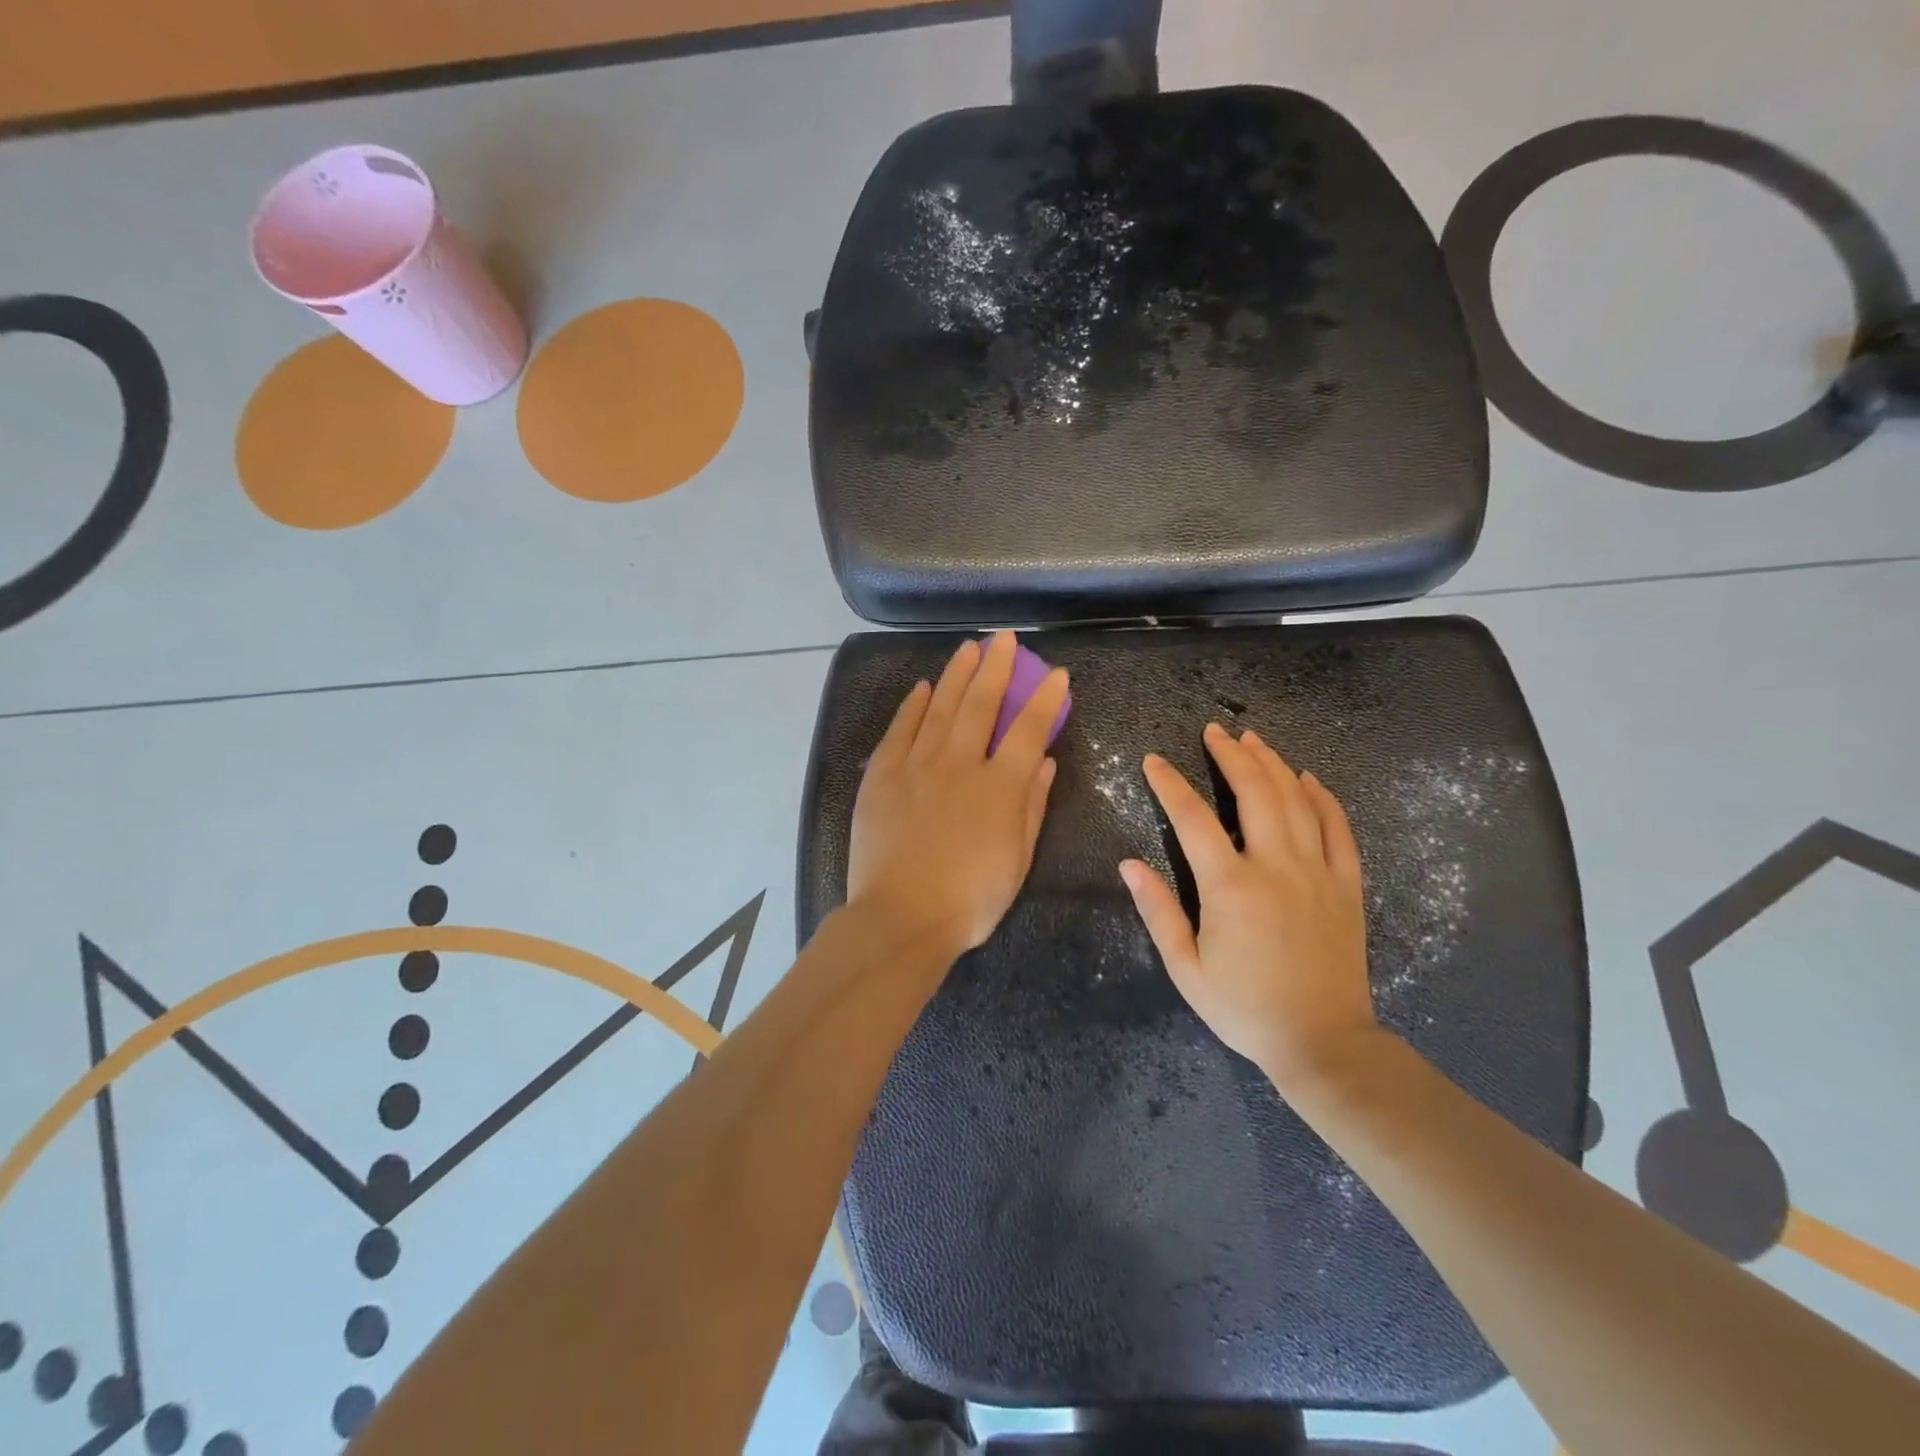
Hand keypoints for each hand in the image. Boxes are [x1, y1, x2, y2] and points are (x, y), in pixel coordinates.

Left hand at [847, 632, 1068, 956]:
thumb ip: (1031, 805)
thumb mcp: (1017, 859)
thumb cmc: (969, 899)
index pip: (1028, 729)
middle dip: (997, 667)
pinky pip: (900, 729)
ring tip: (969, 648)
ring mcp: (917, 765)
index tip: (1055, 673)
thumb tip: (1043, 760)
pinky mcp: (882, 774)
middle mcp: (960, 764)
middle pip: (981, 704)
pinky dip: (914, 705)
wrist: (901, 916)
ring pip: (941, 707)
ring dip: (958, 674)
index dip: (1044, 699)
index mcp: (999, 786)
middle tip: (1004, 638)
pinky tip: (924, 687)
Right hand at [1120, 723, 1380, 1090]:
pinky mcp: (1346, 885)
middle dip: (1230, 756)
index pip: (1192, 818)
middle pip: (1254, 792)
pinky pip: (1339, 829)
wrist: (1323, 1043)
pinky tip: (1308, 778)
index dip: (1169, 784)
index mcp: (1230, 886)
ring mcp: (1317, 872)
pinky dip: (1323, 797)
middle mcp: (1276, 866)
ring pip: (1296, 800)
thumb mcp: (1186, 969)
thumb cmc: (1244, 1008)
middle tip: (1214, 732)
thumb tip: (1129, 865)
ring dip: (1273, 764)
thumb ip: (1158, 911)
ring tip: (1253, 740)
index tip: (1153, 761)